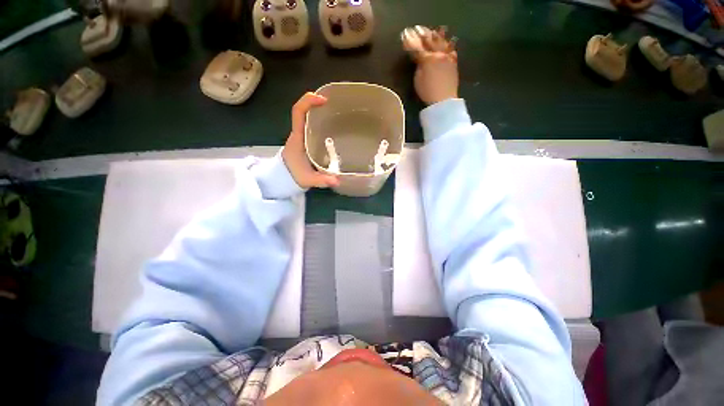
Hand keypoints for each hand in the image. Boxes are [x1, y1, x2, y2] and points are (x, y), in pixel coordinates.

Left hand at [282, 93, 339, 188]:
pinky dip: (320, 121)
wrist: (283, 178)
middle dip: (316, 103)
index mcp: (297, 138)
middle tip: (335, 104)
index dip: (309, 102)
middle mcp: (298, 133)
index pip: (298, 112)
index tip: (324, 100)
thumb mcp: (308, 179)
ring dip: (319, 111)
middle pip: (303, 110)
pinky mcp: (304, 140)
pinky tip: (333, 126)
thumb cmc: (294, 176)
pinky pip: (310, 125)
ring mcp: (300, 136)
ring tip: (336, 112)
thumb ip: (322, 180)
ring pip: (307, 117)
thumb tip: (338, 181)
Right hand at [402, 26, 458, 104]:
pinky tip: (447, 43)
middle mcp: (439, 54)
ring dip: (437, 37)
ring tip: (433, 32)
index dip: (412, 42)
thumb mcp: (418, 79)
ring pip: (442, 43)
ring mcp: (448, 57)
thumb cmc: (427, 91)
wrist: (444, 100)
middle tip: (419, 30)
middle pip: (431, 42)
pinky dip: (448, 44)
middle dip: (424, 36)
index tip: (407, 36)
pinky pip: (451, 50)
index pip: (418, 48)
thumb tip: (418, 57)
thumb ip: (418, 64)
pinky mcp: (454, 62)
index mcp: (428, 58)